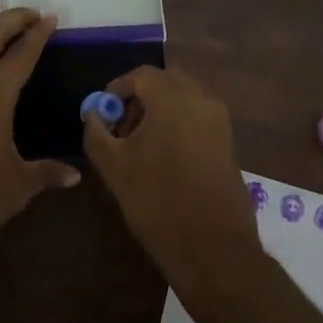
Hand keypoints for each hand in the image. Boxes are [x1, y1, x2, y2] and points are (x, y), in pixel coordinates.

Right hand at [82, 66, 262, 296]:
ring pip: (183, 99)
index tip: (103, 112)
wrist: (213, 248)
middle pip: (165, 82)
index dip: (117, 89)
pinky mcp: (228, 142)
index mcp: (173, 97)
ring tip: (140, 145)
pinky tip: (164, 158)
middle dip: (140, 97)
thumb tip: (93, 113)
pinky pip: (198, 118)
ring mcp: (219, 121)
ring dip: (160, 111)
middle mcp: (201, 99)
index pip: (141, 75)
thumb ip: (96, 132)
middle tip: (121, 126)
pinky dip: (178, 124)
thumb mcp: (114, 166)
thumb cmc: (158, 201)